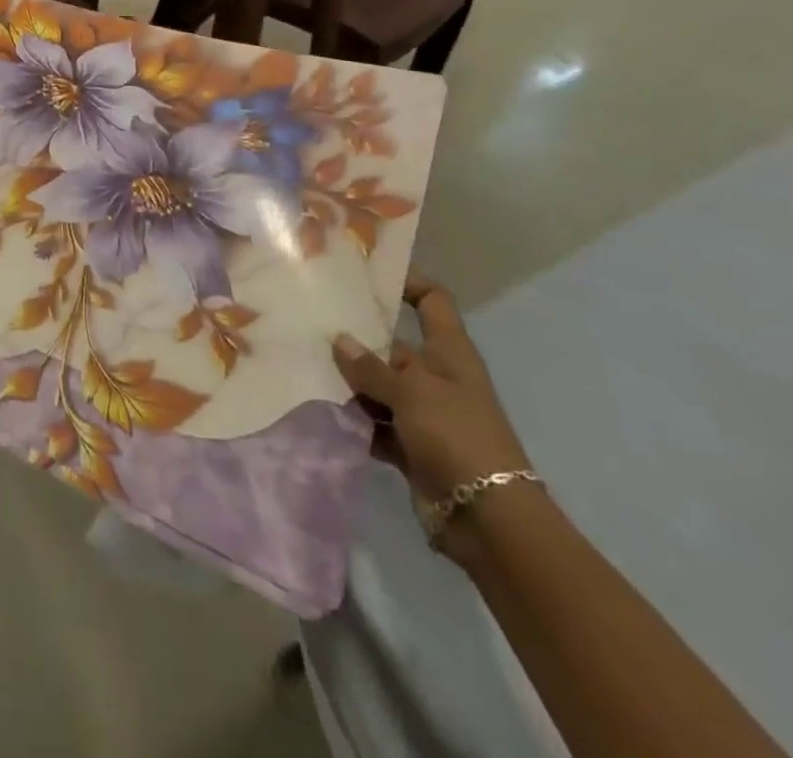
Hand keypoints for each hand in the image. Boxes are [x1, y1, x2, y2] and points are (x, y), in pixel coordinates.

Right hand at [333, 271, 531, 566]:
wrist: (488, 519)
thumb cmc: (456, 436)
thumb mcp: (411, 391)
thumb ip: (371, 366)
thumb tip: (339, 340)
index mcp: (449, 353)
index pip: (432, 301)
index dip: (407, 282)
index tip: (366, 274)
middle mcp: (436, 377)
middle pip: (392, 346)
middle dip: (356, 339)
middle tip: (310, 324)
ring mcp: (423, 413)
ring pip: (378, 386)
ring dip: (350, 383)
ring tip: (305, 366)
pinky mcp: (410, 446)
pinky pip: (375, 423)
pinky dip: (354, 420)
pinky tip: (321, 410)